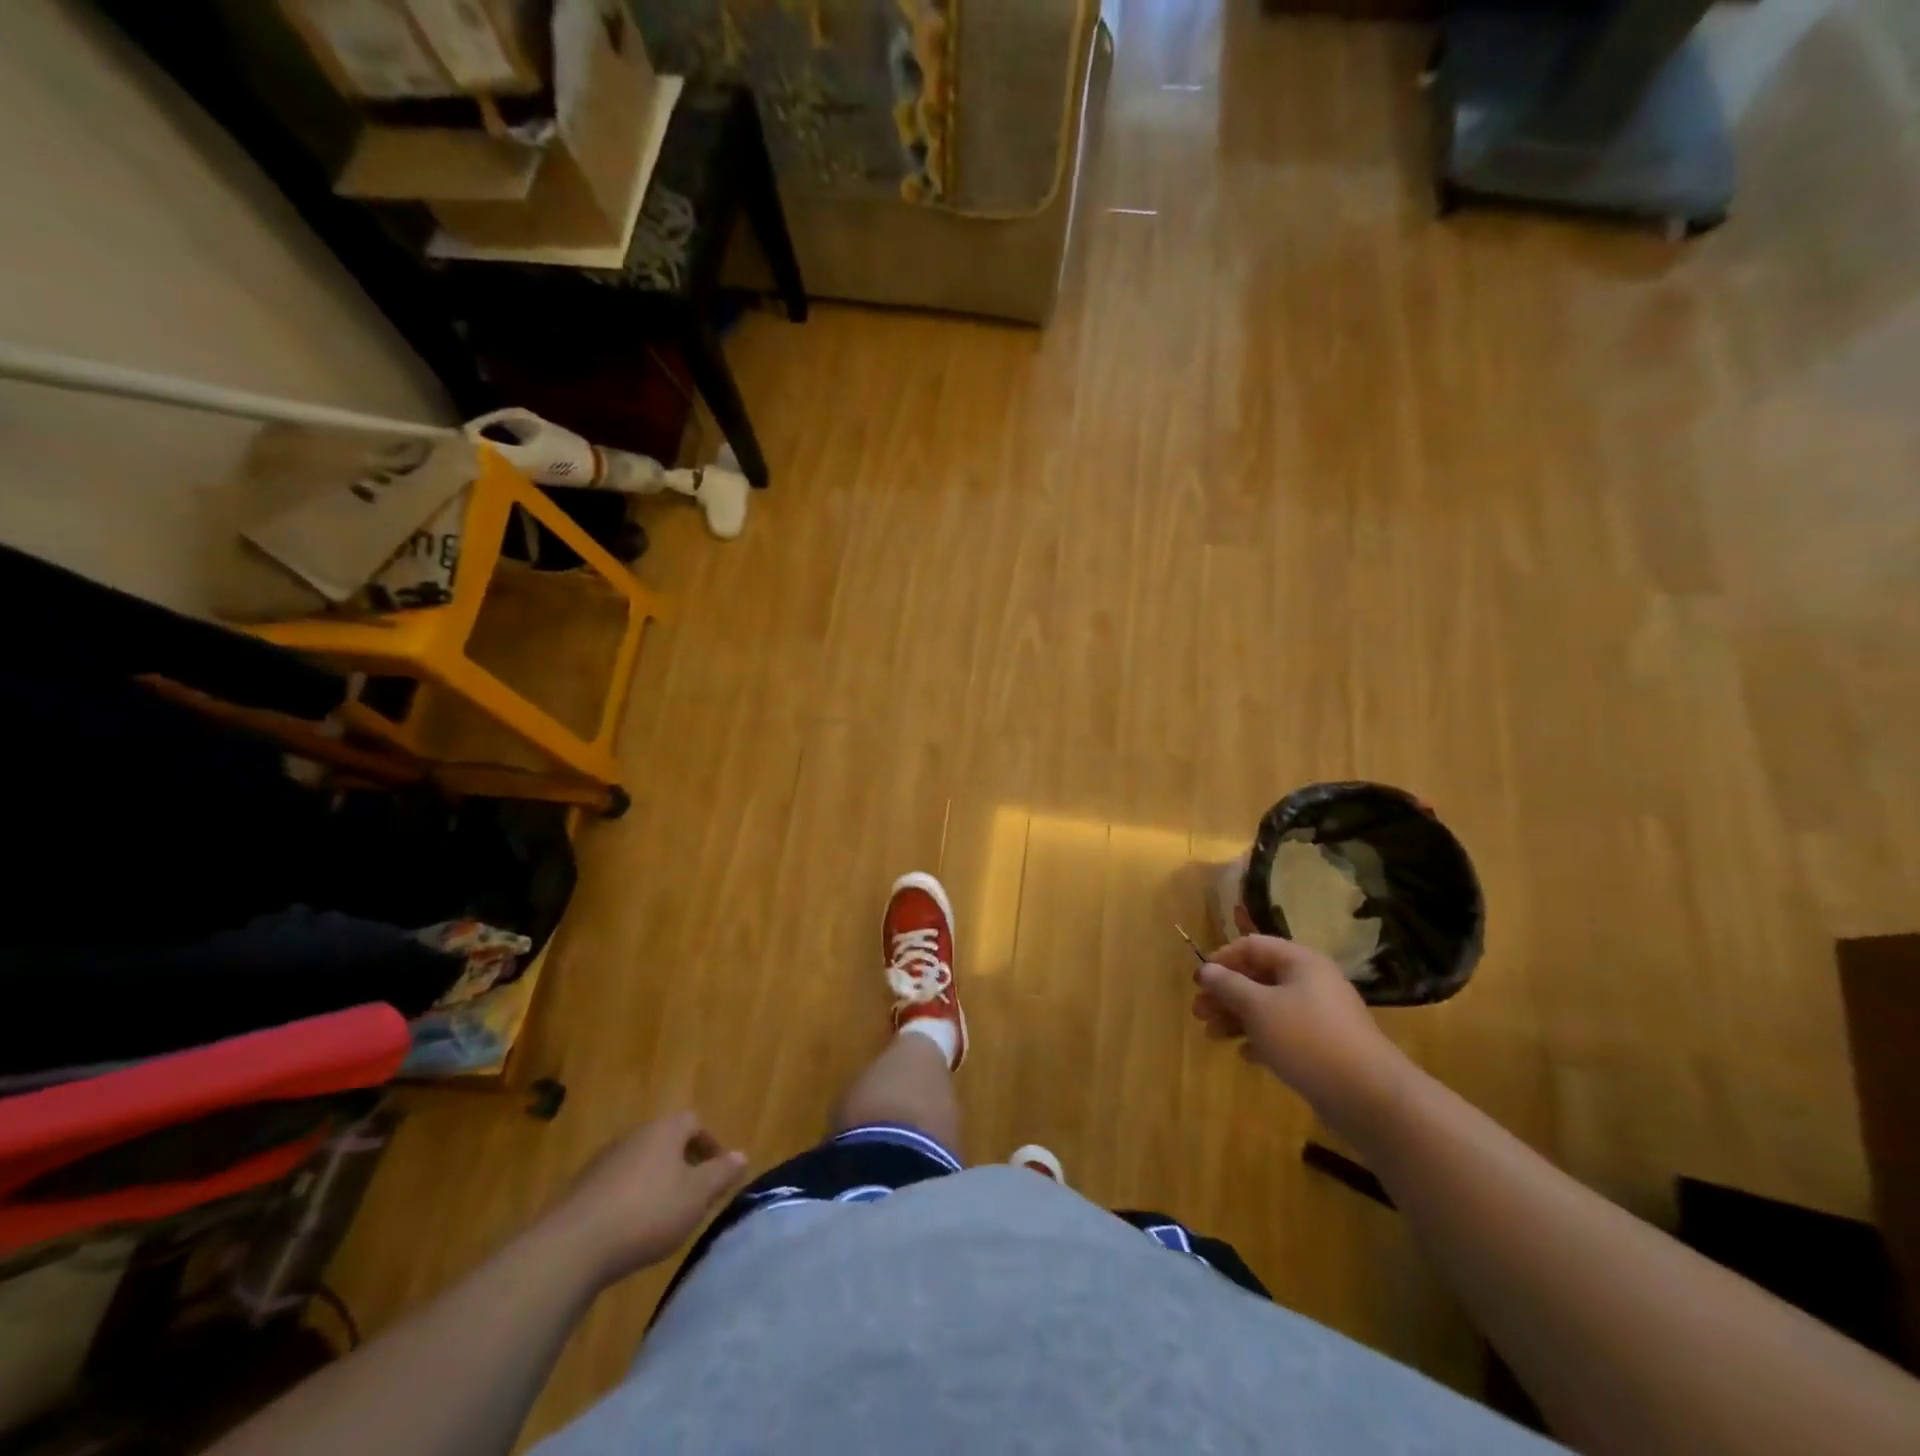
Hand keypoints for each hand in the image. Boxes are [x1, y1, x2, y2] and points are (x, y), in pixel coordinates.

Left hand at [545, 1111, 748, 1285]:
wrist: (572, 1248)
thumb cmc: (648, 1212)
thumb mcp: (697, 1195)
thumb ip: (721, 1173)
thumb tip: (742, 1155)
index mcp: (664, 1130)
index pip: (694, 1123)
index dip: (709, 1145)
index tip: (717, 1174)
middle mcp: (634, 1136)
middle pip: (666, 1141)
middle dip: (683, 1164)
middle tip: (693, 1196)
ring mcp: (603, 1161)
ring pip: (640, 1164)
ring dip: (655, 1182)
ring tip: (663, 1217)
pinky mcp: (581, 1190)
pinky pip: (616, 1187)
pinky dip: (629, 1200)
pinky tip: (629, 1231)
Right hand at [1192, 935, 1401, 1114]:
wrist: (1368, 1096)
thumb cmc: (1306, 1039)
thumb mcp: (1258, 1007)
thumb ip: (1229, 985)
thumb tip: (1206, 970)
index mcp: (1299, 961)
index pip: (1252, 945)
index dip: (1221, 959)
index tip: (1199, 982)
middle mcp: (1311, 981)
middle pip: (1258, 977)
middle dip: (1225, 993)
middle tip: (1199, 1012)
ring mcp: (1319, 1015)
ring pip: (1268, 1006)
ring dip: (1237, 1017)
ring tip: (1212, 1036)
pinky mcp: (1323, 1045)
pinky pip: (1284, 1032)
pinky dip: (1261, 1038)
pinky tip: (1245, 1055)